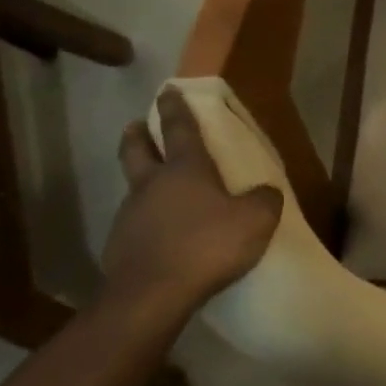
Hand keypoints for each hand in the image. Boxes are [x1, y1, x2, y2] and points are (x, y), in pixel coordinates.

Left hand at [103, 88, 282, 320]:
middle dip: (138, 134)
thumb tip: (266, 192)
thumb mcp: (256, 220)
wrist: (151, 296)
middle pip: (137, 150)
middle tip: (136, 125)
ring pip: (134, 187)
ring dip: (143, 181)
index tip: (168, 90)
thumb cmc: (207, 246)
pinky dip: (146, 220)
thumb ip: (264, 200)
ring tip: (159, 190)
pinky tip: (161, 235)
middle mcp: (152, 184)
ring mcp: (130, 214)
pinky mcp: (119, 246)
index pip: (178, 128)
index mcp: (185, 170)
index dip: (175, 108)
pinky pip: (135, 223)